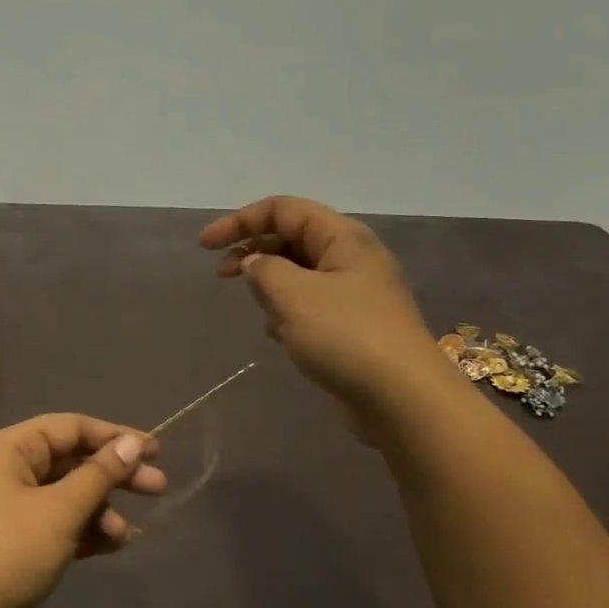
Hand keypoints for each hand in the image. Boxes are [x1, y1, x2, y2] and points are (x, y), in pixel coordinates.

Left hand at [0, 415, 166, 607]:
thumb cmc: (12, 550)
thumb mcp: (61, 509)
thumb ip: (99, 474)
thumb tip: (131, 443)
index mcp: (12, 448)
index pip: (70, 427)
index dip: (113, 435)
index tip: (155, 450)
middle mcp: (10, 469)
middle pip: (72, 460)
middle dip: (114, 474)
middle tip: (159, 487)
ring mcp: (13, 506)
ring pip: (68, 494)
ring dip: (101, 508)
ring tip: (128, 532)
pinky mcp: (19, 540)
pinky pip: (60, 522)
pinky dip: (86, 530)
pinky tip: (115, 544)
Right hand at [200, 196, 450, 409]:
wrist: (403, 398)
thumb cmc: (345, 335)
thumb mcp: (293, 294)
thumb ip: (263, 269)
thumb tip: (255, 263)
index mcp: (343, 238)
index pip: (283, 209)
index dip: (239, 220)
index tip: (205, 246)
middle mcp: (351, 259)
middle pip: (291, 238)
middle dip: (253, 252)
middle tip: (221, 275)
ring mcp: (355, 294)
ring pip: (298, 274)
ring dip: (271, 287)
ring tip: (263, 312)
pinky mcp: (353, 327)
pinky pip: (309, 306)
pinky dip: (287, 313)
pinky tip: (280, 336)